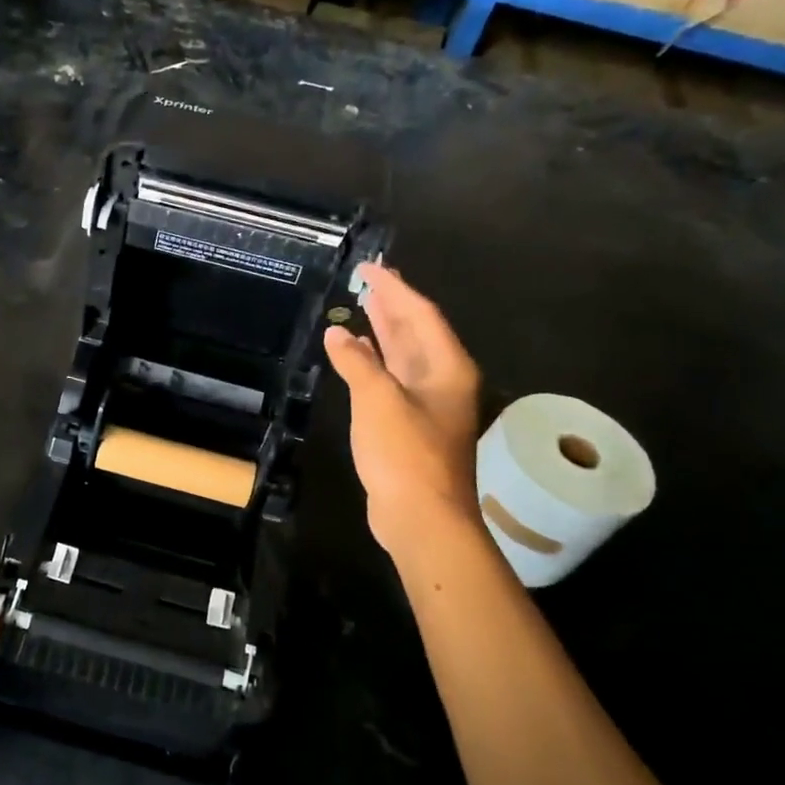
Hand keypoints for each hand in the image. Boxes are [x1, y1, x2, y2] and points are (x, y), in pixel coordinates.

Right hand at [324, 263, 482, 555]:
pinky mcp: (411, 425)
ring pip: (405, 355)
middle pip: (416, 331)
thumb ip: (357, 362)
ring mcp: (428, 404)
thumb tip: (337, 332)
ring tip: (362, 306)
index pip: (420, 314)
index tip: (370, 267)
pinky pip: (393, 378)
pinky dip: (375, 362)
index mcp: (446, 368)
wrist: (422, 517)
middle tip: (369, 279)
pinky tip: (356, 355)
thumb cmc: (405, 453)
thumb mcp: (378, 400)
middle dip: (392, 304)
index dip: (394, 288)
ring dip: (384, 331)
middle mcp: (443, 380)